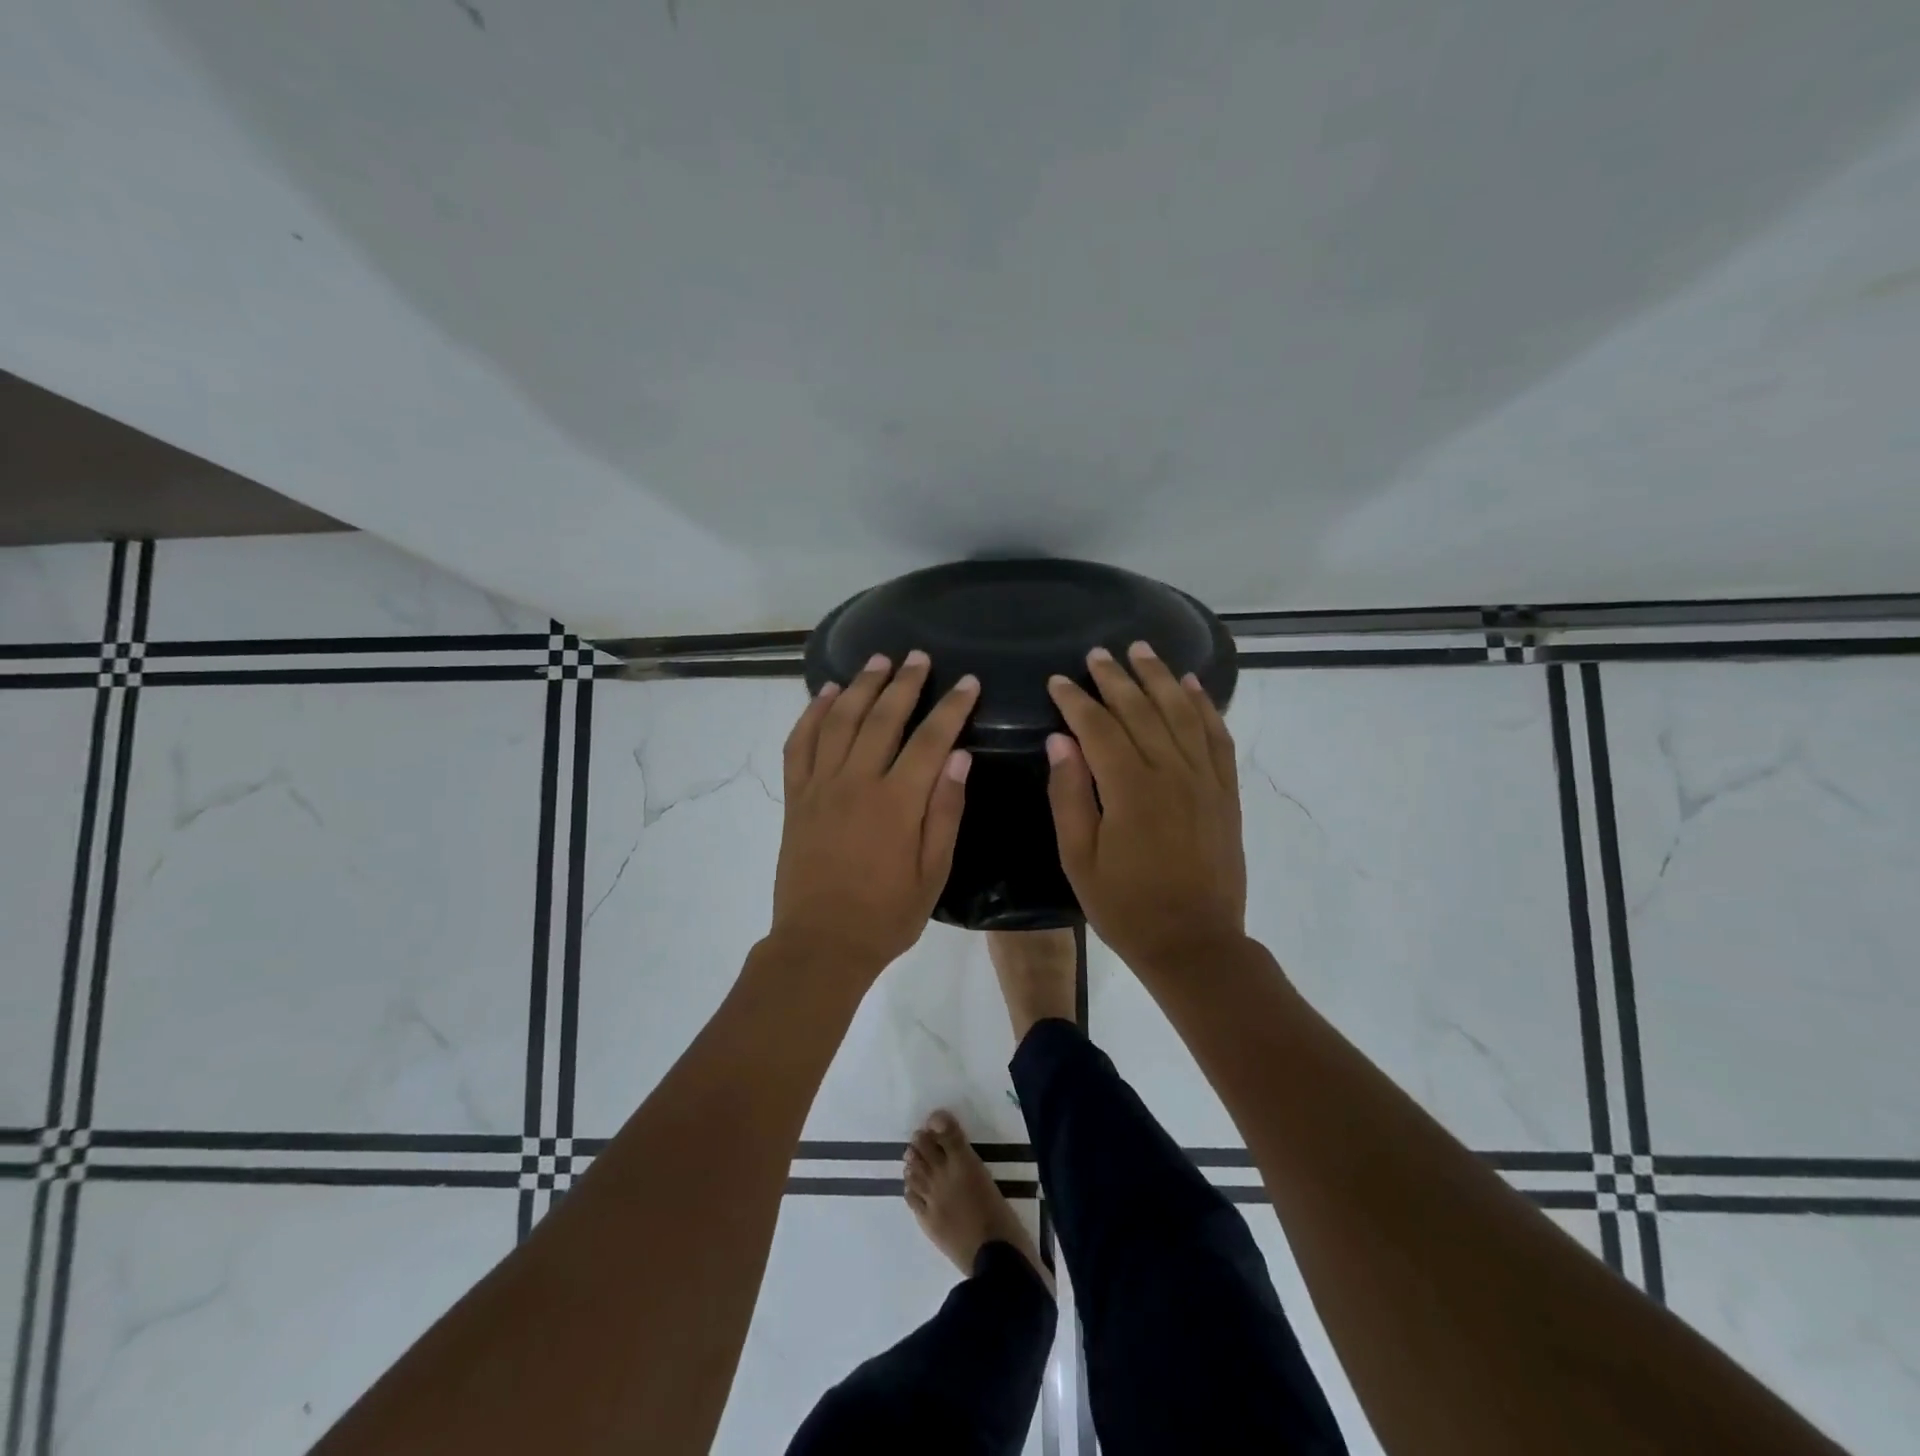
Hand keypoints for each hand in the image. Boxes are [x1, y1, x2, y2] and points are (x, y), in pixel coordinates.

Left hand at [771, 650, 978, 979]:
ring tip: (877, 661)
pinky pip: (799, 745)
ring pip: (838, 721)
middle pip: (881, 719)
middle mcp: (856, 783)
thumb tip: (958, 757)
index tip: (968, 682)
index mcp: (896, 803)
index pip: (930, 740)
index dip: (951, 708)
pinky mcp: (795, 798)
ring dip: (859, 686)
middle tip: (918, 656)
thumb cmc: (886, 915)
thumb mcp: (933, 873)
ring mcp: (820, 787)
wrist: (820, 944)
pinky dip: (810, 715)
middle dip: (903, 683)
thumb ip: (945, 812)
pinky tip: (824, 694)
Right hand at [1045, 642, 1246, 971]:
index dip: (1076, 700)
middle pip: (1141, 710)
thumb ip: (1068, 795)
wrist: (1194, 943)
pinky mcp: (1225, 792)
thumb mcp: (1078, 858)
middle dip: (1116, 678)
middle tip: (1098, 653)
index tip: (1058, 681)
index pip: (1098, 727)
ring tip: (1143, 651)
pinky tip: (1193, 687)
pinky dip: (1205, 707)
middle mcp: (1170, 772)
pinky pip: (1217, 738)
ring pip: (1181, 713)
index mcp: (1129, 789)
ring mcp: (1204, 780)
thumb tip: (1060, 741)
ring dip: (1161, 678)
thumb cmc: (1125, 906)